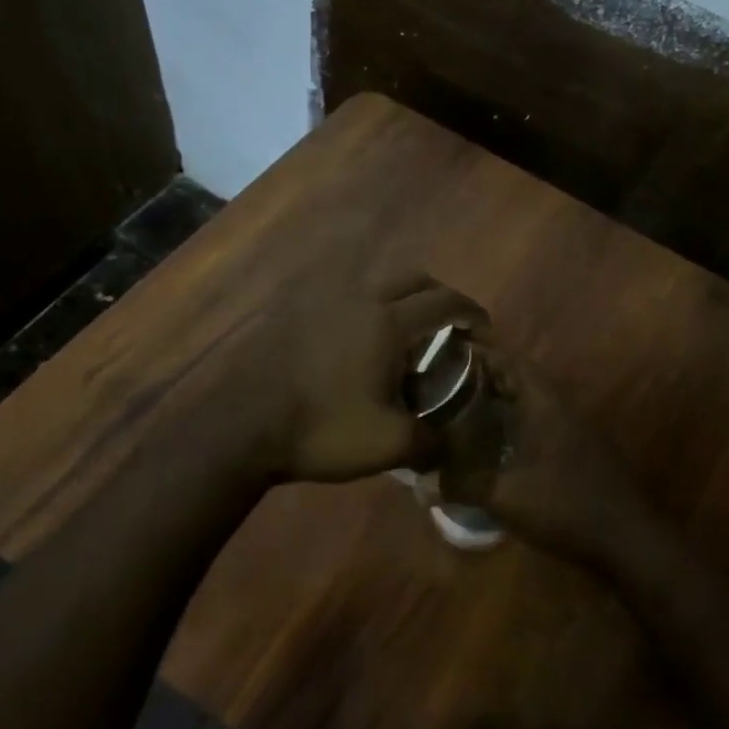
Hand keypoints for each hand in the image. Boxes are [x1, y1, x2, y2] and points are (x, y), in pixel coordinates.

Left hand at [250, 269, 488, 484]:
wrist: (244, 428)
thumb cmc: (323, 429)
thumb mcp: (390, 445)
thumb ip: (431, 442)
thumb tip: (447, 448)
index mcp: (387, 322)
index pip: (444, 303)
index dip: (471, 312)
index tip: (485, 330)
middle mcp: (360, 299)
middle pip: (413, 279)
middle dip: (440, 296)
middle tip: (451, 324)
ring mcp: (324, 302)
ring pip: (376, 283)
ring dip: (402, 298)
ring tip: (406, 334)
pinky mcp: (297, 314)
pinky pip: (345, 298)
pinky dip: (368, 309)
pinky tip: (361, 343)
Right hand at [455, 348, 655, 569]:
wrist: (627, 538)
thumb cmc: (565, 506)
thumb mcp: (507, 496)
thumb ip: (463, 485)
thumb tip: (423, 481)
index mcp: (544, 403)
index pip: (509, 361)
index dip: (478, 353)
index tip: (444, 354)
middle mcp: (560, 407)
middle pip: (518, 379)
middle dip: (482, 378)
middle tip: (444, 385)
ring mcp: (572, 429)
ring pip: (529, 402)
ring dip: (498, 402)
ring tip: (461, 410)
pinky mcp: (577, 451)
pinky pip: (537, 424)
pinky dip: (513, 425)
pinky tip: (493, 445)